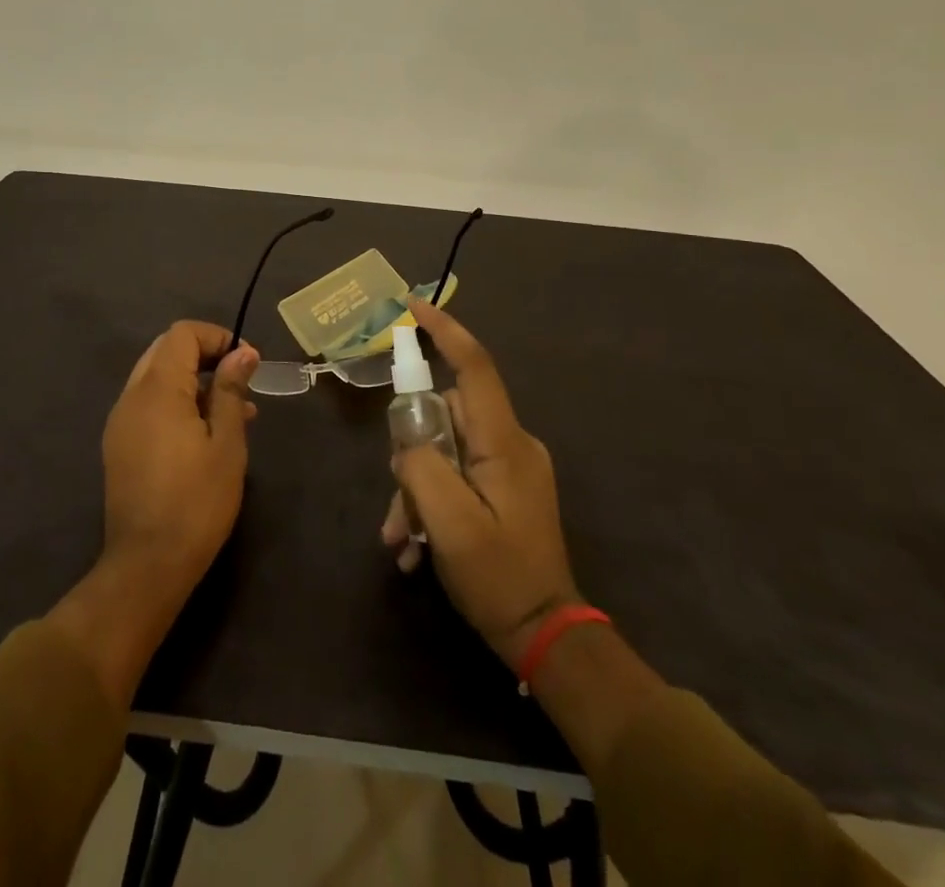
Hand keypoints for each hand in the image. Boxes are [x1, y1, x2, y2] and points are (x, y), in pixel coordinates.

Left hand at [101, 320, 259, 602]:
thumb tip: (242, 352)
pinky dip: (176, 402)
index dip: (217, 337)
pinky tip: (205, 433)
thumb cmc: (197, 501)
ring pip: (156, 377)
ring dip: (192, 381)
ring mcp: (120, 421)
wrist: (147, 565)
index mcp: (157, 389)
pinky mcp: (119, 445)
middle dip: (205, 356)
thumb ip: (231, 390)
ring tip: (234, 411)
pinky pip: (148, 404)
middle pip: (166, 350)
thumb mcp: (226, 443)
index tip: (247, 361)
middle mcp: (131, 396)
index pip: (182, 334)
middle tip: (239, 380)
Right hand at [382, 298, 579, 666]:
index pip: (475, 367)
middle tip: (397, 505)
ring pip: (446, 449)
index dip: (445, 332)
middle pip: (446, 416)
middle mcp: (512, 443)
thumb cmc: (498, 578)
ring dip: (418, 489)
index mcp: (505, 443)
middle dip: (412, 453)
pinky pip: (458, 473)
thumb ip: (420, 466)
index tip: (413, 307)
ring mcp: (511, 466)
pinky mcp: (507, 488)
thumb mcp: (449, 524)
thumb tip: (407, 442)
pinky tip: (417, 548)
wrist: (547, 637)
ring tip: (403, 540)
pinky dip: (434, 501)